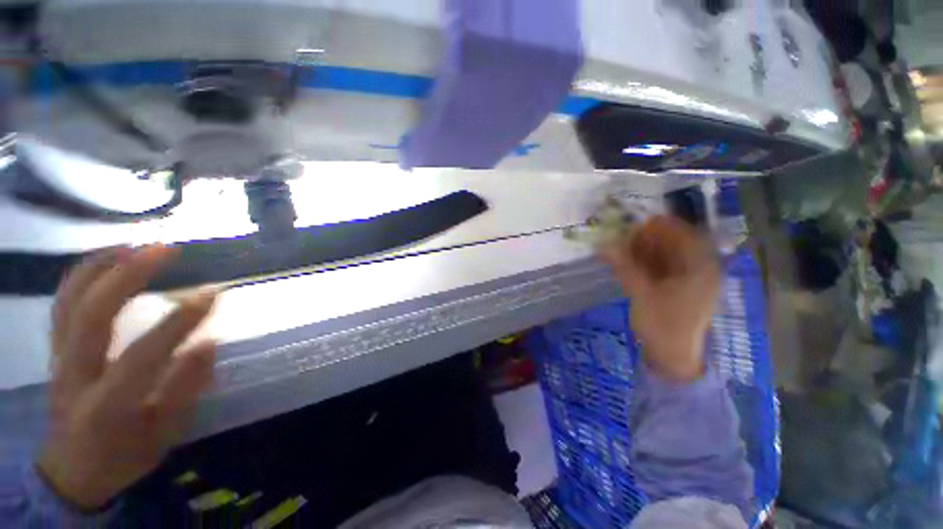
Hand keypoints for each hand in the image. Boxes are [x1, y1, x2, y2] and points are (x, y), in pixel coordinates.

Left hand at [38, 245, 216, 509]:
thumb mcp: (165, 435)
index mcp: (107, 406)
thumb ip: (185, 391)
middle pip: (91, 316)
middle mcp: (75, 376)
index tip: (213, 292)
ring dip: (101, 266)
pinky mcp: (55, 350)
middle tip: (166, 249)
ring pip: (68, 301)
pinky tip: (107, 260)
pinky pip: (62, 303)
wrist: (72, 472)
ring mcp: (58, 359)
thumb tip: (209, 343)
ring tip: (136, 244)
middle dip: (128, 275)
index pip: (143, 356)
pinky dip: (82, 275)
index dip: (179, 322)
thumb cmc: (125, 455)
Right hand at [601, 216, 719, 381]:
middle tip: (624, 236)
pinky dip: (643, 262)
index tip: (639, 223)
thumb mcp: (643, 296)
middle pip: (674, 245)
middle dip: (648, 239)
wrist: (672, 358)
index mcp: (700, 270)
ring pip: (665, 256)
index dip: (663, 227)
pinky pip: (660, 268)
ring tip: (621, 247)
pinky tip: (626, 261)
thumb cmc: (664, 327)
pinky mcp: (675, 288)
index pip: (686, 237)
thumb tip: (603, 247)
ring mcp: (687, 280)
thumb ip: (624, 268)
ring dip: (643, 250)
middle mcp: (697, 271)